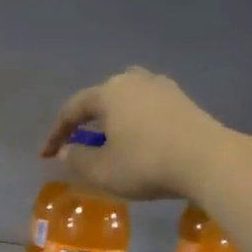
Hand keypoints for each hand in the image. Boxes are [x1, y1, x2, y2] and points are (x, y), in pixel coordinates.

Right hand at [41, 67, 224, 202]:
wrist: (207, 160)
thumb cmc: (145, 164)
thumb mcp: (101, 170)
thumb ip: (77, 159)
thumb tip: (66, 150)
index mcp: (108, 93)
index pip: (72, 110)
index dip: (55, 134)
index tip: (45, 156)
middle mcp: (133, 81)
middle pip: (100, 98)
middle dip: (85, 120)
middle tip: (77, 142)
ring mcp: (162, 87)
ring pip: (126, 99)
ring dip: (112, 118)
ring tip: (107, 138)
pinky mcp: (183, 101)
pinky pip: (147, 107)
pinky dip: (134, 121)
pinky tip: (136, 139)